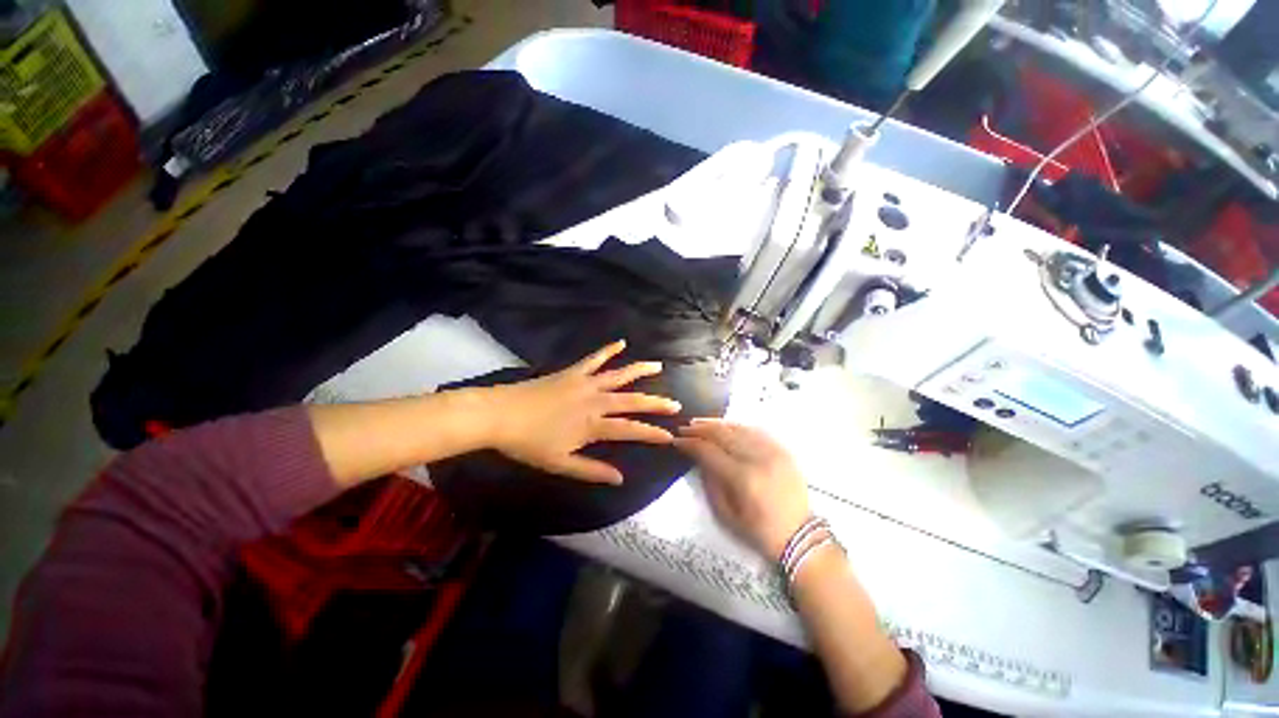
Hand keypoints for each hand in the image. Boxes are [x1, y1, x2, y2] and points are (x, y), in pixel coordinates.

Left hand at [484, 340, 681, 483]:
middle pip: (632, 401)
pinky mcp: (573, 372)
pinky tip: (621, 342)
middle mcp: (595, 401)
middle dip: (656, 403)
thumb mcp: (560, 463)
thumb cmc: (529, 443)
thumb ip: (591, 471)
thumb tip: (620, 479)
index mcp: (593, 425)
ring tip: (658, 366)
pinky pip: (594, 359)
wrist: (500, 415)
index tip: (671, 436)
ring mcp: (585, 383)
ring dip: (640, 370)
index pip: (631, 430)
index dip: (652, 433)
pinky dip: (608, 350)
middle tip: (675, 404)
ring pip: (619, 375)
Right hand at [675, 419, 809, 558]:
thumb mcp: (726, 515)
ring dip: (716, 424)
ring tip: (700, 423)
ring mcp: (773, 452)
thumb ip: (710, 483)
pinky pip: (756, 430)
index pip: (709, 451)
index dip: (690, 444)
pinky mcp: (783, 450)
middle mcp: (758, 459)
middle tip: (684, 428)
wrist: (799, 536)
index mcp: (743, 479)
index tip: (677, 441)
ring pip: (739, 428)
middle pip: (723, 434)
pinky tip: (725, 426)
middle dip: (700, 429)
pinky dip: (737, 426)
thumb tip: (699, 458)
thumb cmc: (759, 531)